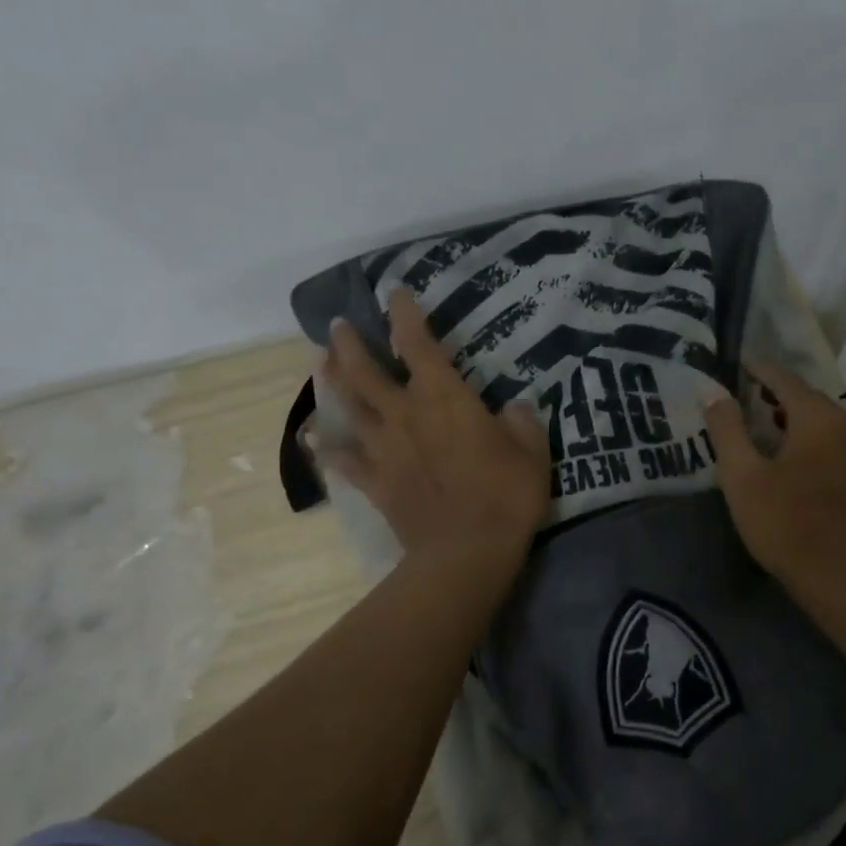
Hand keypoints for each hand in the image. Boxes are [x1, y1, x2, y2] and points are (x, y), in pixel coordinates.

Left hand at [317, 287, 550, 564]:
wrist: (466, 551)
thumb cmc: (505, 495)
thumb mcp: (532, 452)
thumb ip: (521, 422)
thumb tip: (513, 407)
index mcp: (444, 397)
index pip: (418, 343)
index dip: (405, 315)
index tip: (395, 293)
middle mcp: (405, 414)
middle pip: (366, 371)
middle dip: (350, 344)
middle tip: (337, 327)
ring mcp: (385, 449)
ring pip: (349, 407)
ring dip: (333, 382)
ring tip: (321, 363)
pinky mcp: (376, 482)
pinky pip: (345, 461)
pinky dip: (327, 450)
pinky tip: (314, 440)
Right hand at [704, 361, 845, 597]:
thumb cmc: (787, 525)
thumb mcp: (742, 478)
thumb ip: (727, 430)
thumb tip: (715, 394)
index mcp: (817, 418)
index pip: (785, 379)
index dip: (760, 370)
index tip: (741, 364)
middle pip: (811, 399)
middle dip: (781, 394)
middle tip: (753, 397)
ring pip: (830, 424)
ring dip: (801, 420)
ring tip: (775, 429)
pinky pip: (842, 448)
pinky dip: (819, 444)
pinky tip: (805, 465)